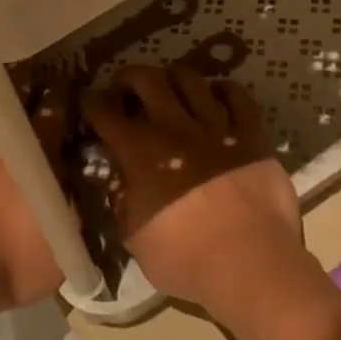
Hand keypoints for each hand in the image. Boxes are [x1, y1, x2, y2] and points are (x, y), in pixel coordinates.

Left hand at [0, 91, 67, 317]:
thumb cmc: (11, 267)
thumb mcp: (61, 251)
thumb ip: (73, 220)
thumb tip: (82, 199)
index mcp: (36, 166)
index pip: (54, 121)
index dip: (61, 101)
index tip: (66, 87)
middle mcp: (0, 151)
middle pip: (13, 108)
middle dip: (23, 89)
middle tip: (29, 77)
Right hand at [81, 66, 303, 311]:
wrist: (248, 263)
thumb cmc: (184, 259)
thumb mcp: (133, 238)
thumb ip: (122, 203)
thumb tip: (119, 183)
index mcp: (140, 152)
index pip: (105, 113)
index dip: (91, 102)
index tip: (88, 101)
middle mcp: (175, 129)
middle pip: (148, 80)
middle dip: (130, 77)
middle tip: (126, 87)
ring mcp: (217, 128)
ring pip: (192, 81)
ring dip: (174, 76)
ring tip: (170, 85)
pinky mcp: (252, 137)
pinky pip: (239, 98)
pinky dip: (225, 90)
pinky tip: (217, 94)